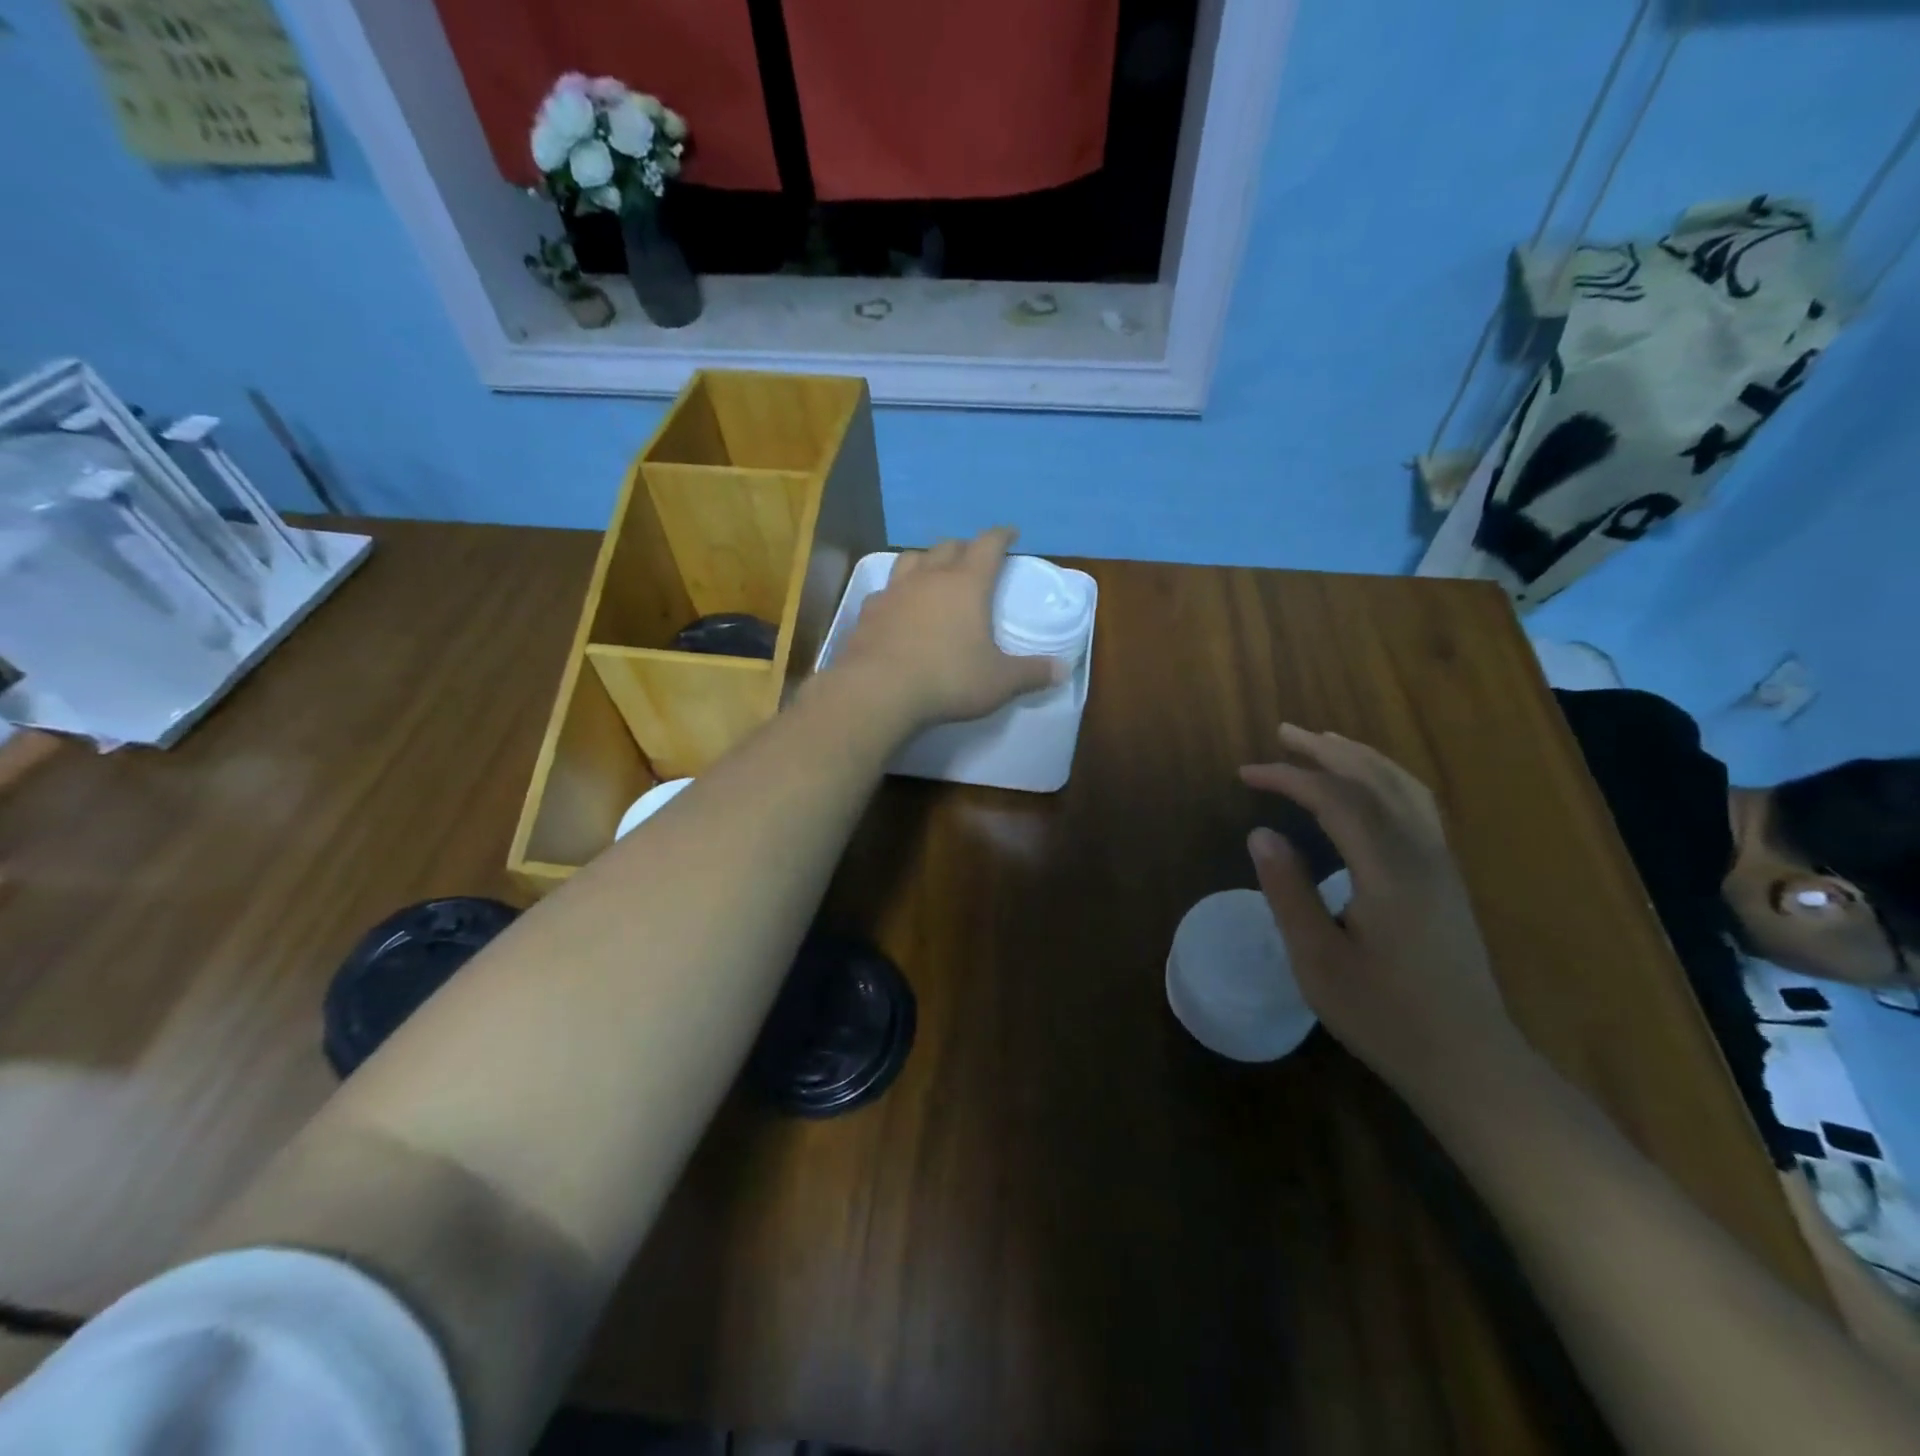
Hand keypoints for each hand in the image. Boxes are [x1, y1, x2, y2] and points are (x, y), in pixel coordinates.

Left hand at [826, 528, 1063, 731]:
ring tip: (933, 571)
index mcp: (967, 584)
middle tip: (973, 556)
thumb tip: (1062, 670)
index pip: (988, 545)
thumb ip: (1031, 673)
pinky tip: (898, 605)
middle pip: (948, 546)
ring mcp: (894, 591)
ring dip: (926, 560)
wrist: (878, 690)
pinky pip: (885, 590)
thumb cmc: (948, 679)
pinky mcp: (868, 612)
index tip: (1010, 533)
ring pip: (911, 559)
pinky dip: (897, 591)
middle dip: (964, 547)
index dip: (1001, 536)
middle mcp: (929, 577)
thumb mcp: (999, 682)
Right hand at [1240, 725, 1520, 1108]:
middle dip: (1327, 750)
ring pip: (1405, 787)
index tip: (1246, 773)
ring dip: (1361, 757)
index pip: (1336, 799)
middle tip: (1284, 733)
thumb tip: (1261, 833)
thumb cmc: (1385, 1016)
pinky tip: (1369, 786)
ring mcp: (1442, 864)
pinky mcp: (1448, 878)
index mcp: (1389, 871)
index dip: (1289, 777)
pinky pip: (1418, 805)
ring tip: (1324, 743)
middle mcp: (1423, 854)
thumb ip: (1289, 891)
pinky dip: (1386, 778)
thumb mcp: (1318, 960)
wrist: (1470, 1061)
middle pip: (1376, 779)